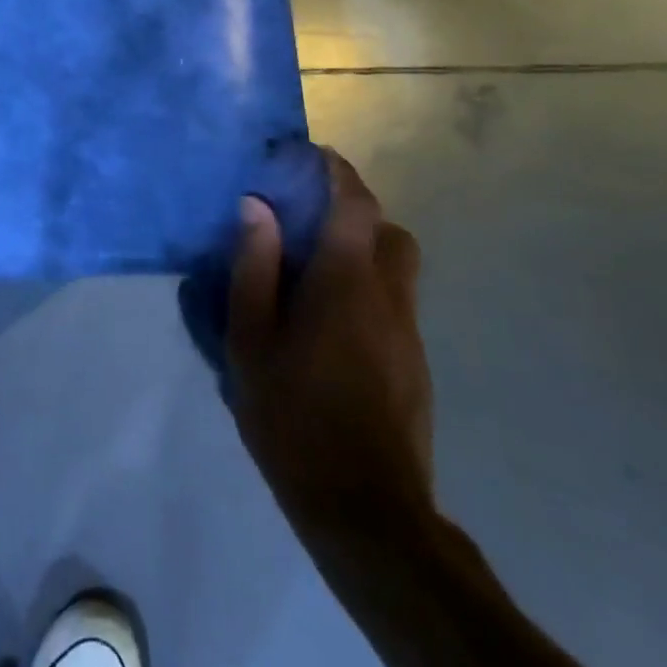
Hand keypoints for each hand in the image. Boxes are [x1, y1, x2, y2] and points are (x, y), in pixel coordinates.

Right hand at [228, 151, 433, 543]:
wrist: (366, 511)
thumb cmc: (294, 417)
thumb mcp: (251, 340)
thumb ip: (254, 267)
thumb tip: (257, 207)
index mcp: (346, 281)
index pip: (355, 202)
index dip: (334, 170)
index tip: (305, 156)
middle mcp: (388, 295)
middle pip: (388, 231)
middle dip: (353, 213)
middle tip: (306, 222)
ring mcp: (408, 333)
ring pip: (396, 268)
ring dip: (362, 252)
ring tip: (312, 274)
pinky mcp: (415, 365)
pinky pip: (393, 303)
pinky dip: (366, 290)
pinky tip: (327, 326)